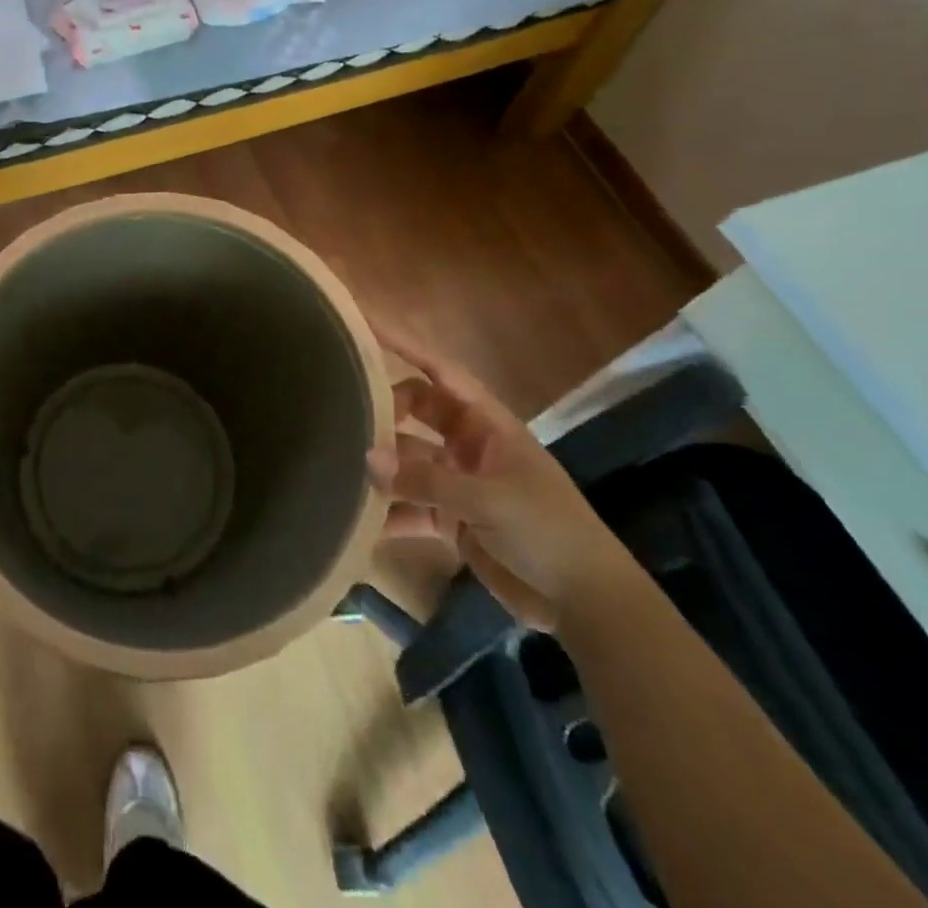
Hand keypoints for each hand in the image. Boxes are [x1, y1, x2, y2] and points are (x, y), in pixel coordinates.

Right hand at [368, 328, 634, 632]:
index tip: (364, 323)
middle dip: (383, 410)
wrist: (587, 603)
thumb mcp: (488, 501)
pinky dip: (389, 512)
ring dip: (382, 466)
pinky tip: (358, 520)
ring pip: (409, 460)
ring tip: (339, 466)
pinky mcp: (454, 520)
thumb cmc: (547, 531)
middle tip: (342, 414)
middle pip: (416, 411)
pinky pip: (411, 506)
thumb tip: (367, 458)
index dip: (403, 344)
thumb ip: (426, 480)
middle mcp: (469, 444)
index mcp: (487, 423)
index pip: (439, 370)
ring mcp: (460, 482)